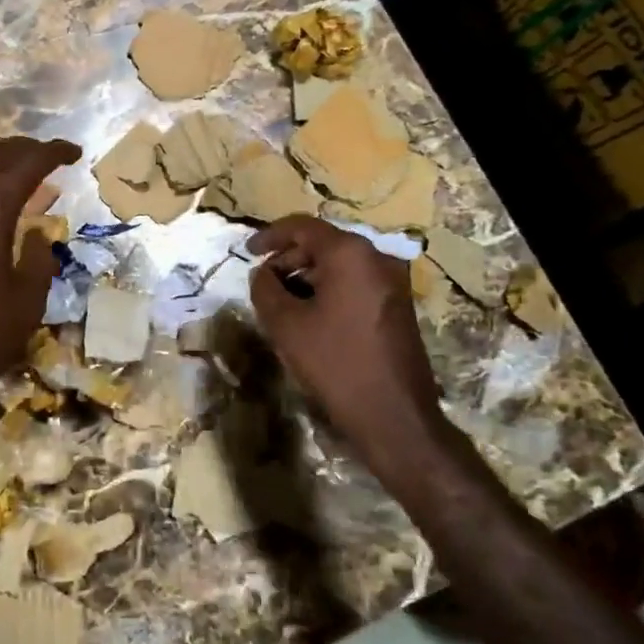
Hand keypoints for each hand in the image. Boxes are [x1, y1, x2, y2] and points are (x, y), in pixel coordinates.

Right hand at [247, 215, 442, 468]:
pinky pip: (355, 282)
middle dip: (288, 258)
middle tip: (263, 283)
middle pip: (323, 243)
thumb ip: (265, 289)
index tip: (246, 252)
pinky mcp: (397, 305)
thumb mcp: (286, 324)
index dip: (270, 236)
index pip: (302, 227)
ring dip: (307, 276)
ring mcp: (393, 282)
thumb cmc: (335, 362)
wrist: (394, 416)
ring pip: (339, 265)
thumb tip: (262, 273)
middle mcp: (376, 258)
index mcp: (350, 253)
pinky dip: (329, 289)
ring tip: (282, 302)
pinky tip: (310, 316)